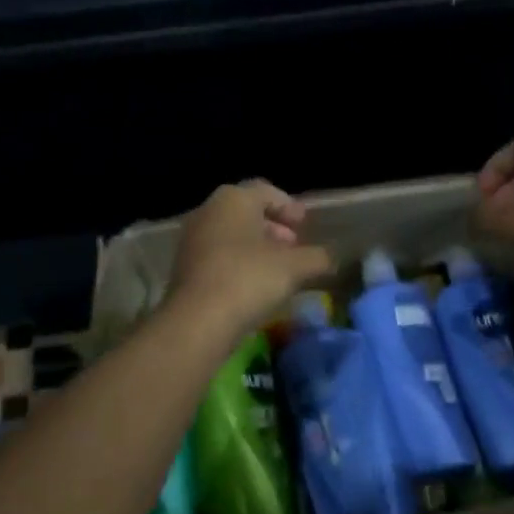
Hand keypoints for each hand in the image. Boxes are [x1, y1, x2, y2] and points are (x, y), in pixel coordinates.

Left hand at [170, 180, 333, 331]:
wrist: (196, 322)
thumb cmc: (248, 279)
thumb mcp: (294, 267)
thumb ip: (317, 258)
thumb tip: (331, 258)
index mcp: (233, 199)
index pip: (266, 191)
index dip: (289, 206)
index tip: (304, 224)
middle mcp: (208, 211)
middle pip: (246, 211)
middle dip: (273, 226)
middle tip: (294, 244)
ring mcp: (191, 239)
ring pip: (230, 233)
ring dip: (255, 245)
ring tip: (277, 267)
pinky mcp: (183, 267)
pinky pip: (217, 254)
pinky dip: (237, 261)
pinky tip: (253, 284)